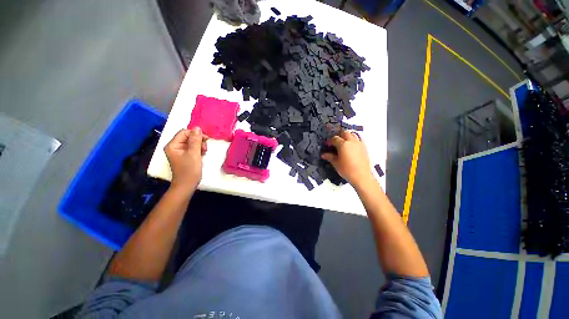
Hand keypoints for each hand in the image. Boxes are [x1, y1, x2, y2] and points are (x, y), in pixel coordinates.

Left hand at [164, 128, 207, 192]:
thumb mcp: (194, 154)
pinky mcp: (185, 155)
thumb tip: (197, 128)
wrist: (187, 185)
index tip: (206, 139)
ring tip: (204, 152)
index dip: (195, 134)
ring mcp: (180, 151)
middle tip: (204, 148)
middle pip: (188, 137)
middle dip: (198, 141)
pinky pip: (193, 148)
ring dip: (200, 145)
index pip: (184, 132)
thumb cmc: (189, 170)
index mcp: (173, 145)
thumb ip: (195, 140)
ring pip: (192, 142)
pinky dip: (199, 149)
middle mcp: (175, 147)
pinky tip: (202, 154)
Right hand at [321, 130, 373, 186]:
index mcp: (343, 144)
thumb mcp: (336, 163)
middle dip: (339, 135)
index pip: (335, 138)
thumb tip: (323, 155)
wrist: (362, 176)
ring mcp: (359, 143)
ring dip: (347, 136)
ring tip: (344, 142)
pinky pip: (359, 139)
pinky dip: (355, 139)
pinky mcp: (364, 147)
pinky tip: (352, 146)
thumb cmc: (347, 170)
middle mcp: (351, 141)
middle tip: (335, 142)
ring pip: (353, 134)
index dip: (330, 141)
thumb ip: (330, 157)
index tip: (327, 145)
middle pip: (344, 133)